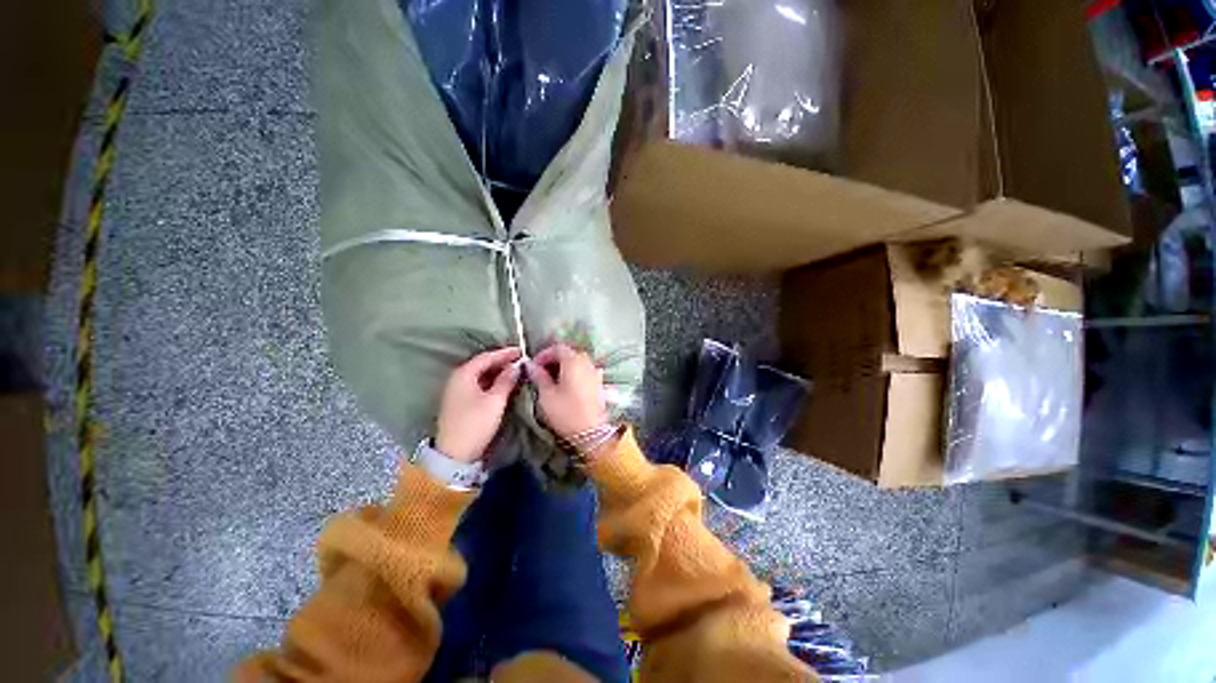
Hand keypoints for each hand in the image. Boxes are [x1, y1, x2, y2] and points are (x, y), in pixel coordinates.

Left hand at [435, 347, 521, 461]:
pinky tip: (503, 384)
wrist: (455, 453)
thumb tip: (516, 366)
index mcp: (464, 374)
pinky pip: (479, 384)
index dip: (505, 353)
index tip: (521, 351)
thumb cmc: (475, 423)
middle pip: (482, 364)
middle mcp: (457, 379)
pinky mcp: (460, 402)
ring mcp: (457, 391)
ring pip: (481, 375)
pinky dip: (492, 381)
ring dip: (497, 372)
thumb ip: (506, 380)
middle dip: (501, 361)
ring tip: (515, 371)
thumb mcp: (495, 400)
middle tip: (520, 361)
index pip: (486, 357)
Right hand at [527, 343, 608, 441]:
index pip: (557, 348)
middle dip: (553, 360)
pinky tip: (566, 387)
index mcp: (574, 361)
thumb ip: (539, 376)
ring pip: (577, 363)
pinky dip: (573, 374)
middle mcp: (587, 362)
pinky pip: (584, 372)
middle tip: (540, 373)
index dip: (543, 354)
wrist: (594, 433)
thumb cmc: (567, 413)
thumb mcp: (547, 395)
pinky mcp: (599, 384)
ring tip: (551, 381)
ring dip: (564, 367)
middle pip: (569, 353)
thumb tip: (530, 365)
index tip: (532, 366)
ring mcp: (596, 373)